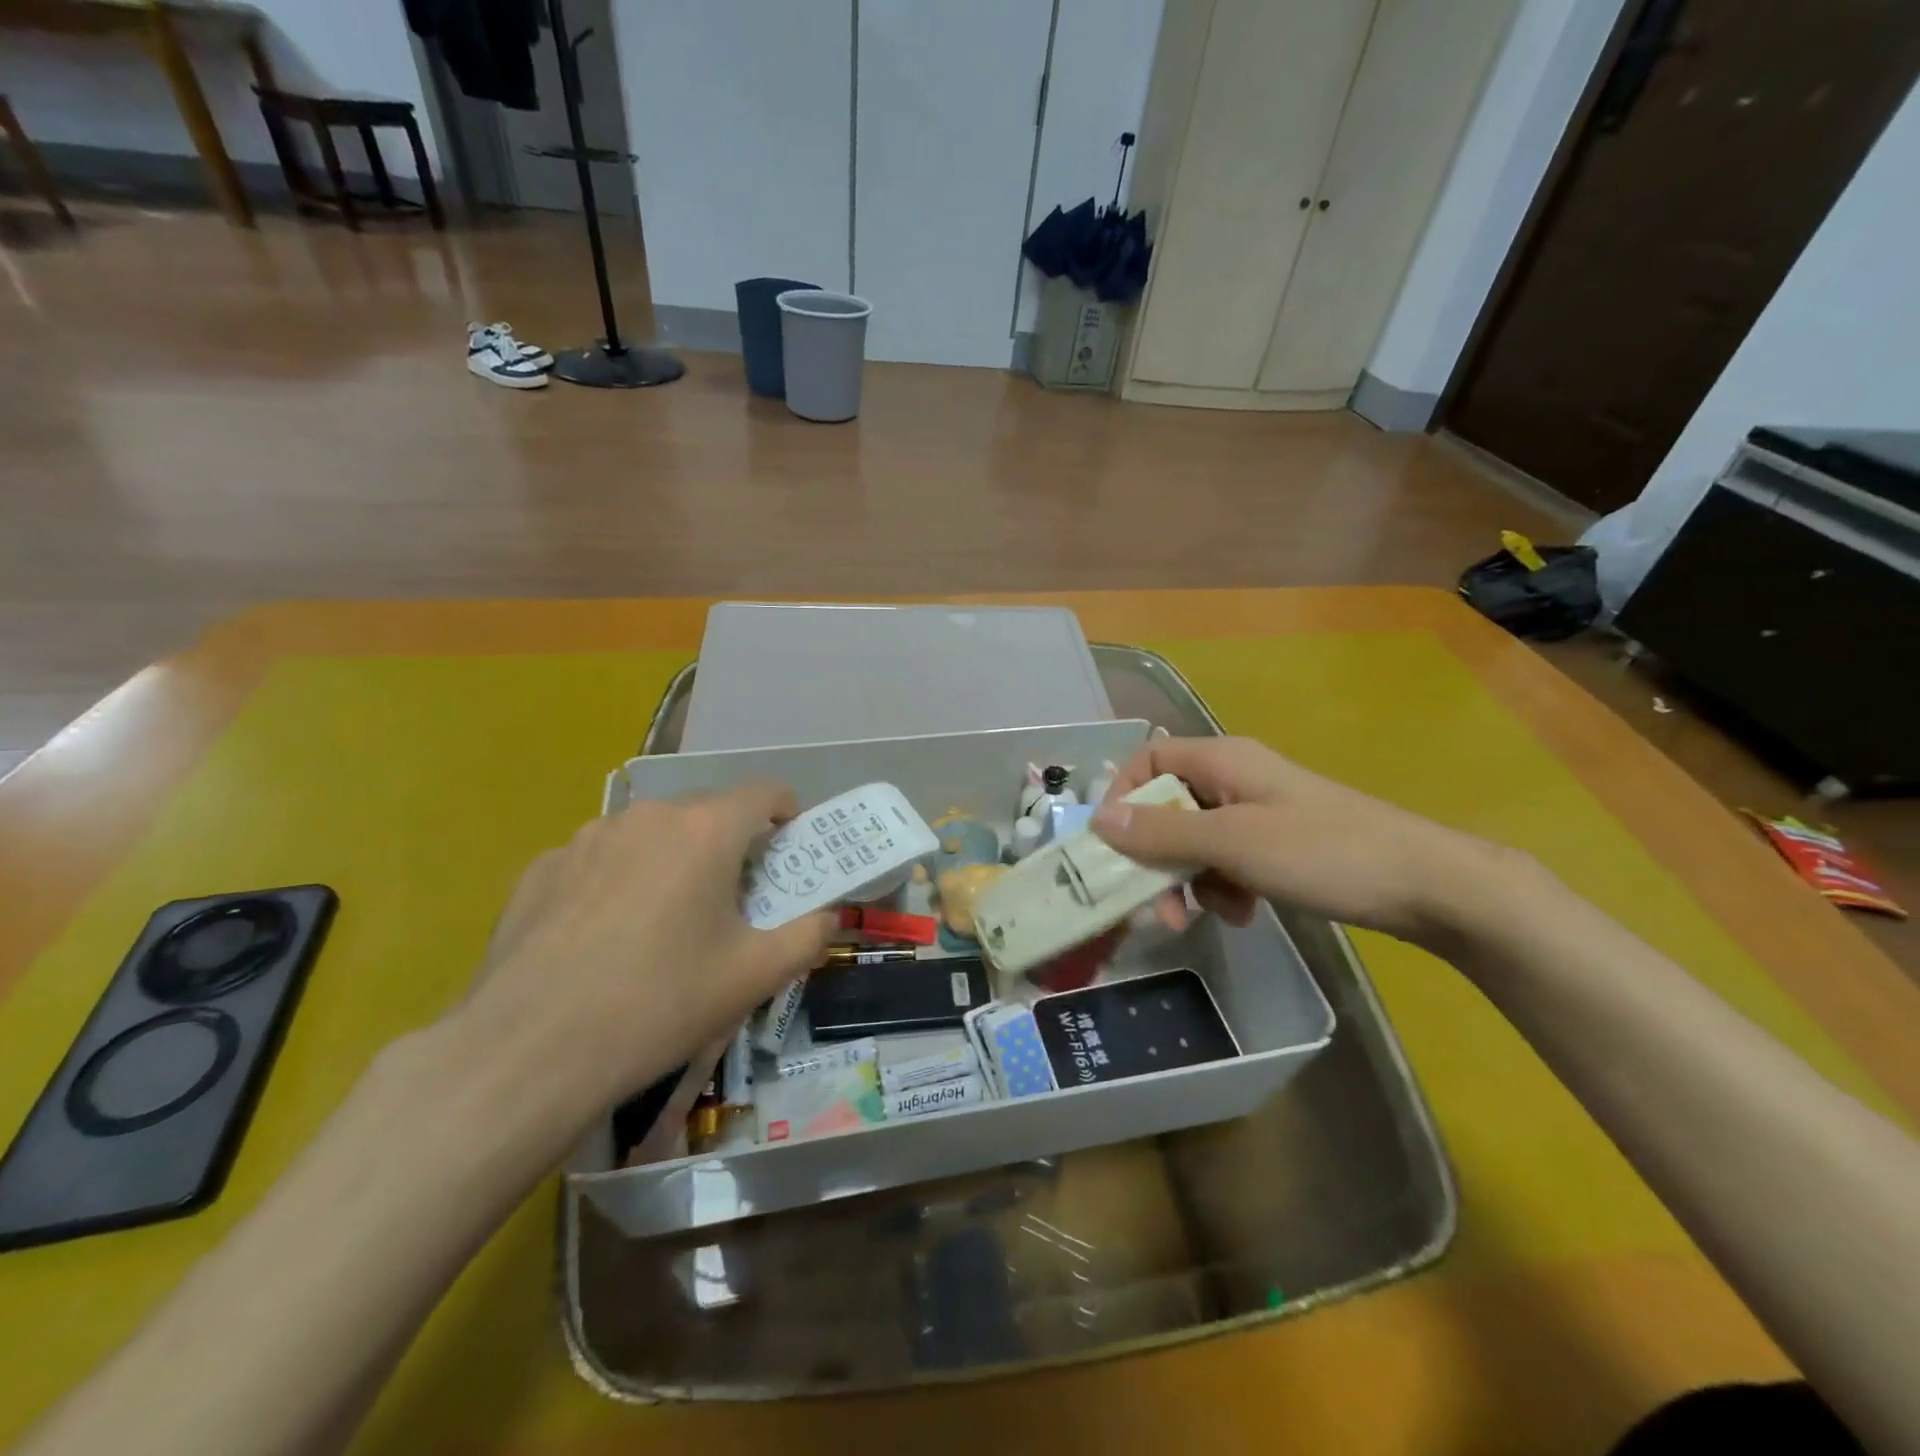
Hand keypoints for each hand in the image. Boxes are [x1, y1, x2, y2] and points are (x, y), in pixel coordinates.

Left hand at [449, 783, 835, 1130]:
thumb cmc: (659, 1004)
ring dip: (673, 860)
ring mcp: (587, 837)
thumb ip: (808, 936)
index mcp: (705, 830)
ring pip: (652, 834)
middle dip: (731, 846)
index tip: (788, 854)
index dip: (787, 815)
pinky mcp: (543, 867)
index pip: (765, 792)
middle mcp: (648, 816)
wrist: (527, 1052)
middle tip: (732, 903)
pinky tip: (605, 939)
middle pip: (708, 812)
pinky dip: (620, 881)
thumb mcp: (754, 977)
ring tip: (663, 924)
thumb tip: (827, 917)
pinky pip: (602, 859)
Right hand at [1090, 736, 1507, 944]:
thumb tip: (1098, 820)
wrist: (1427, 886)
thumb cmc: (1324, 853)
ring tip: (1210, 914)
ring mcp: (1257, 812)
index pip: (1148, 759)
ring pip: (1194, 840)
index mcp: (1222, 761)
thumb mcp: (1233, 842)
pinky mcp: (1277, 844)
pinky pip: (1227, 860)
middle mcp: (1234, 778)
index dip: (1123, 796)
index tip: (1111, 846)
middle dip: (1155, 856)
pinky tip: (1244, 913)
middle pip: (1167, 806)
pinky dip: (1224, 886)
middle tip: (1155, 906)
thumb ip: (1163, 832)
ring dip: (1190, 879)